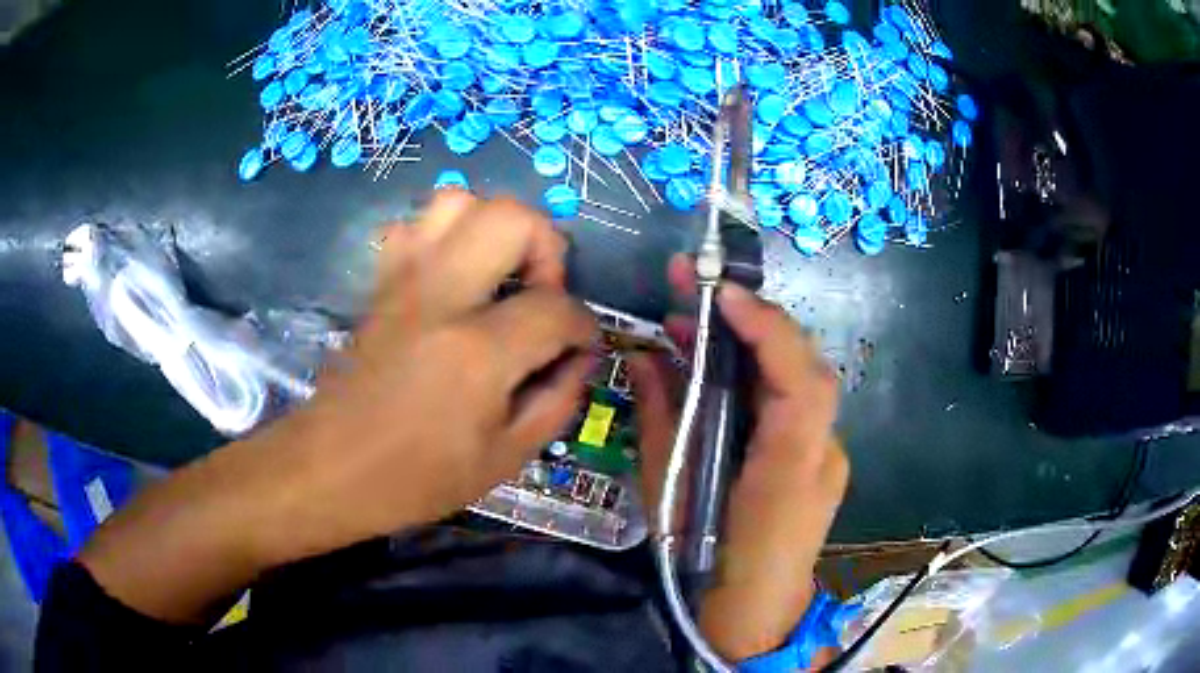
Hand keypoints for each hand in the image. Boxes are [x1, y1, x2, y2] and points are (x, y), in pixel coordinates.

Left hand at [79, 191, 596, 622]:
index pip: (556, 308)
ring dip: (494, 228)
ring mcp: (394, 279)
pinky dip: (439, 231)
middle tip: (539, 294)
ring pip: (455, 200)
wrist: (300, 476)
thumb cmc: (395, 488)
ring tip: (498, 279)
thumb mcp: (491, 468)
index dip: (578, 331)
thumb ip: (543, 405)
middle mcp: (432, 295)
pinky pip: (410, 220)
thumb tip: (571, 360)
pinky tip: (443, 275)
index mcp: (466, 352)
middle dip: (545, 248)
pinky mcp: (367, 282)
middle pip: (513, 216)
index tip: (577, 357)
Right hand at [628, 255, 848, 662]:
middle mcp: (821, 453)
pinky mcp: (811, 459)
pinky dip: (752, 374)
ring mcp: (823, 455)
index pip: (800, 383)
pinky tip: (714, 363)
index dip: (767, 329)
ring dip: (747, 342)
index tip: (719, 294)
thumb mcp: (671, 497)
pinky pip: (786, 403)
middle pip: (802, 366)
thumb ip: (662, 421)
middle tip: (693, 280)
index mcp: (791, 472)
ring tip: (691, 317)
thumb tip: (647, 358)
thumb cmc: (705, 569)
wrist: (752, 619)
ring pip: (794, 379)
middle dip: (751, 317)